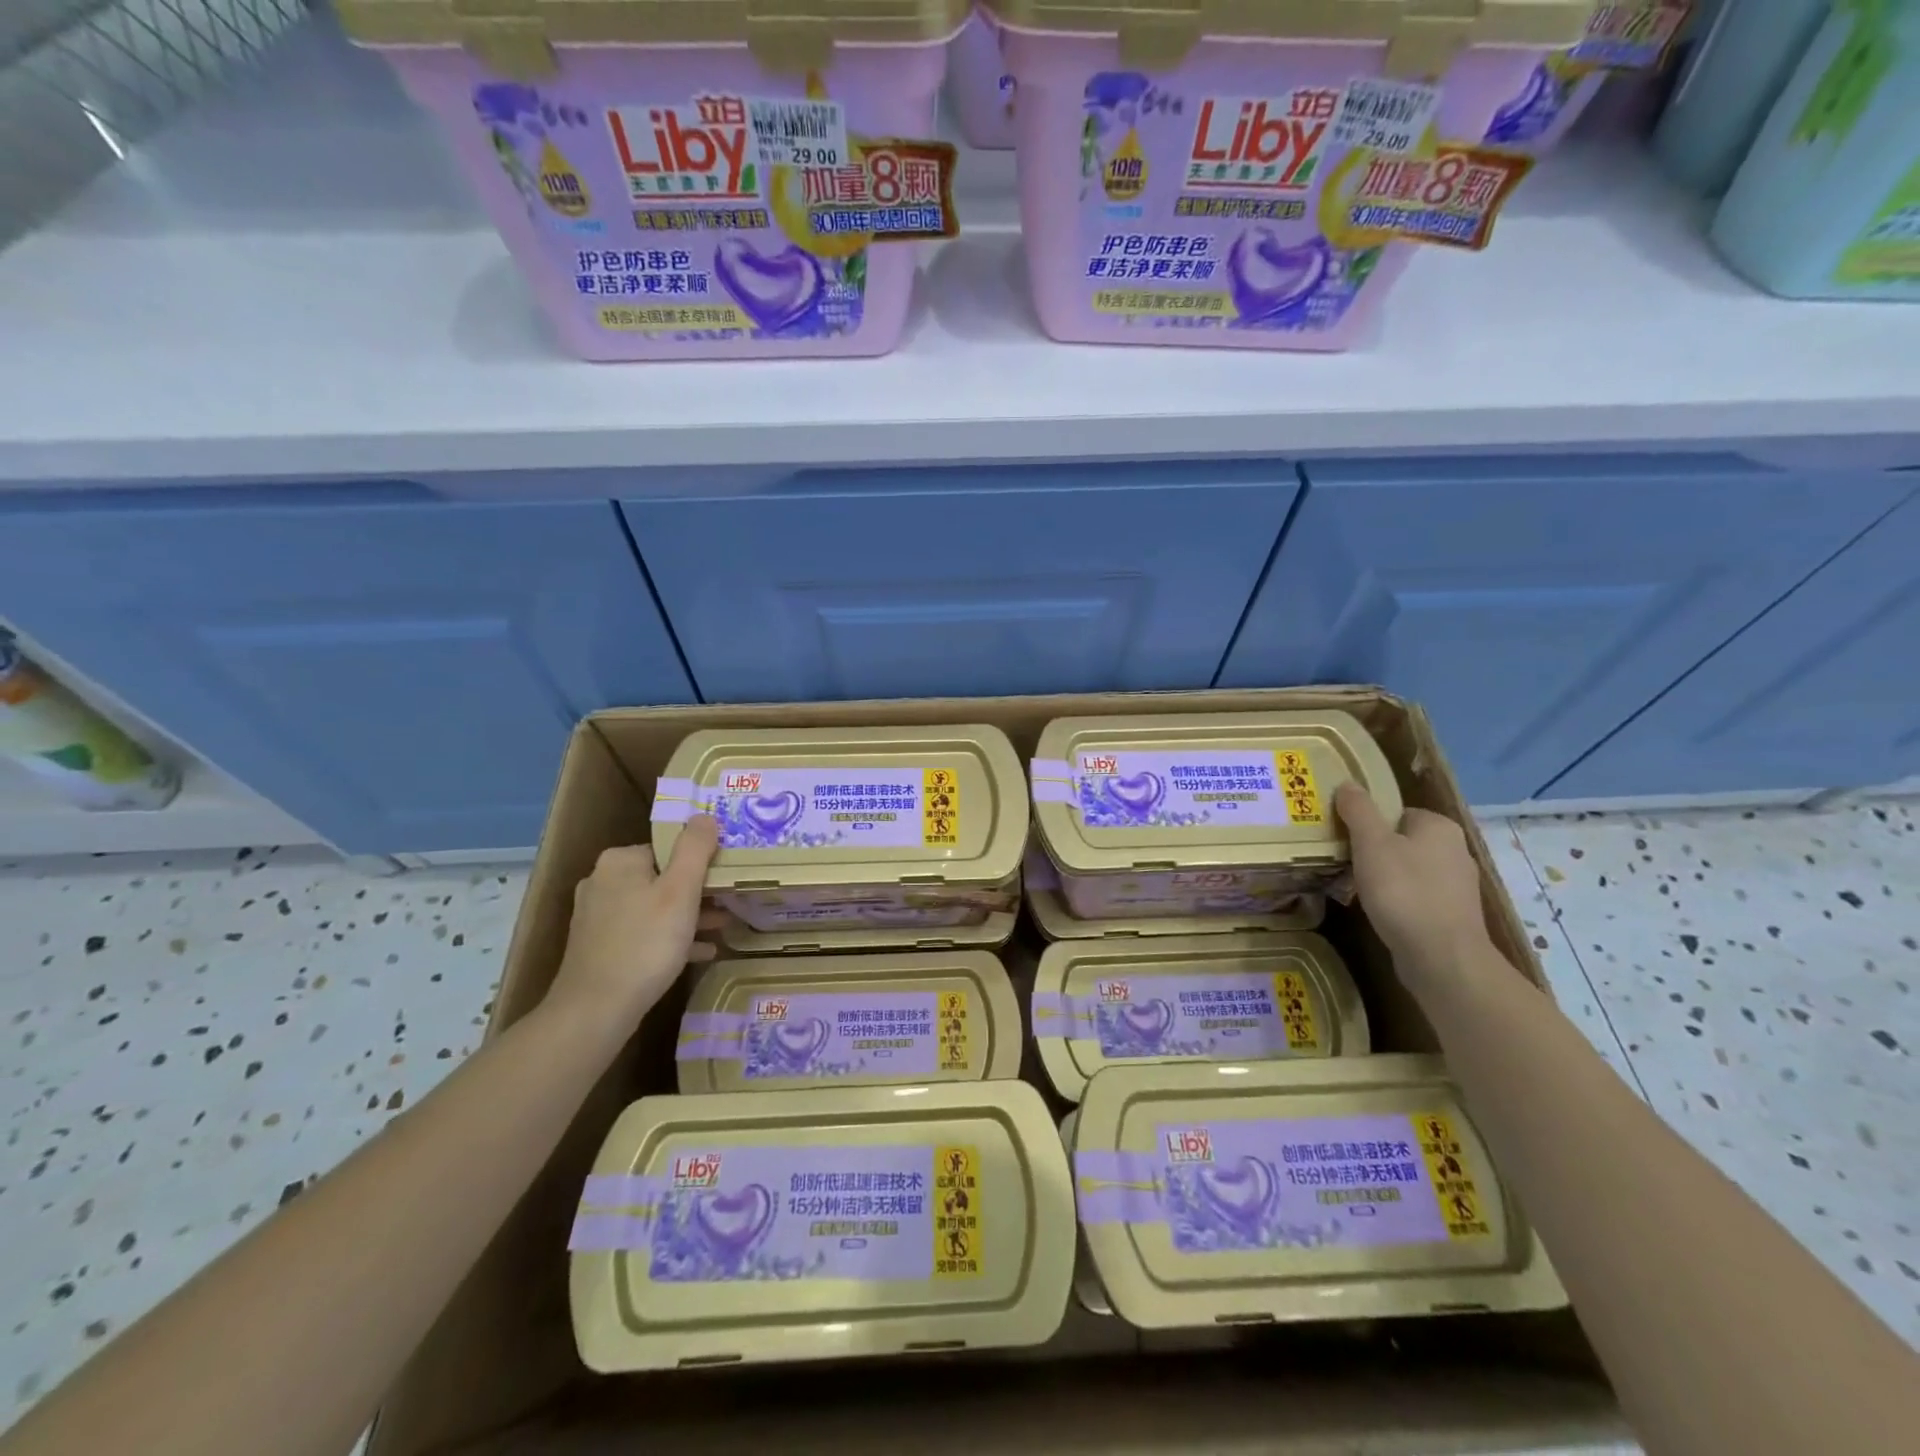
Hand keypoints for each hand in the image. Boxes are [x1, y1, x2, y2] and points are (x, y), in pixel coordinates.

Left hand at [547, 814, 722, 1033]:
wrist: (596, 1010)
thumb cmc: (645, 943)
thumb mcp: (680, 891)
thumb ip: (695, 849)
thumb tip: (704, 816)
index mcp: (620, 861)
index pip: (669, 848)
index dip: (701, 861)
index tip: (727, 877)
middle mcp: (603, 882)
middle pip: (662, 876)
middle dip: (698, 890)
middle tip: (731, 902)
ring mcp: (597, 916)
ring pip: (654, 906)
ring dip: (689, 915)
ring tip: (723, 926)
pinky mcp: (598, 946)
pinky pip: (643, 933)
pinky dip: (671, 938)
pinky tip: (700, 952)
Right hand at [1335, 783, 1491, 974]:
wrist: (1441, 957)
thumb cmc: (1403, 891)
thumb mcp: (1371, 843)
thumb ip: (1359, 810)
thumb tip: (1348, 784)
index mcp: (1439, 827)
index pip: (1396, 811)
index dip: (1367, 821)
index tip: (1342, 836)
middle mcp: (1455, 850)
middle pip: (1401, 840)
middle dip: (1373, 850)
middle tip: (1342, 861)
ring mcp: (1456, 885)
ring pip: (1408, 869)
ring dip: (1383, 877)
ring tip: (1353, 887)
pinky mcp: (1452, 914)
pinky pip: (1416, 896)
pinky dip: (1396, 900)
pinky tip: (1377, 911)